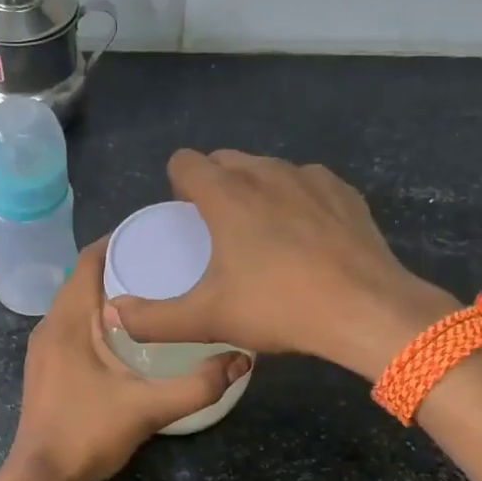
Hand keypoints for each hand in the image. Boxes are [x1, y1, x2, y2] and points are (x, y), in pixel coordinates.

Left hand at [7, 236, 250, 480]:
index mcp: (68, 321)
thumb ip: (197, 385)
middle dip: (119, 264)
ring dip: (108, 291)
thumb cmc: (88, 435)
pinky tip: (128, 330)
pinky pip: (72, 323)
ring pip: (76, 302)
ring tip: (152, 289)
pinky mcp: (47, 365)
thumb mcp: (148, 409)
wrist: (41, 477)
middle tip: (165, 261)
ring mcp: (44, 346)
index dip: (118, 240)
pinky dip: (97, 315)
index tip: (156, 232)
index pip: (88, 260)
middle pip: (83, 278)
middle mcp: (50, 325)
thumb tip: (243, 359)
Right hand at [108, 150, 458, 380]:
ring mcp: (309, 178)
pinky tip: (304, 236)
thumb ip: (153, 319)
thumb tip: (114, 315)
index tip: (182, 214)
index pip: (185, 162)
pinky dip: (295, 200)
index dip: (176, 183)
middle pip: (225, 160)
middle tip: (216, 230)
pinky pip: (306, 183)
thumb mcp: (207, 320)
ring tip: (260, 233)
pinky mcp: (344, 192)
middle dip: (214, 184)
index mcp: (226, 195)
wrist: (367, 311)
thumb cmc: (279, 308)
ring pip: (267, 169)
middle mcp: (265, 173)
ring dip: (254, 190)